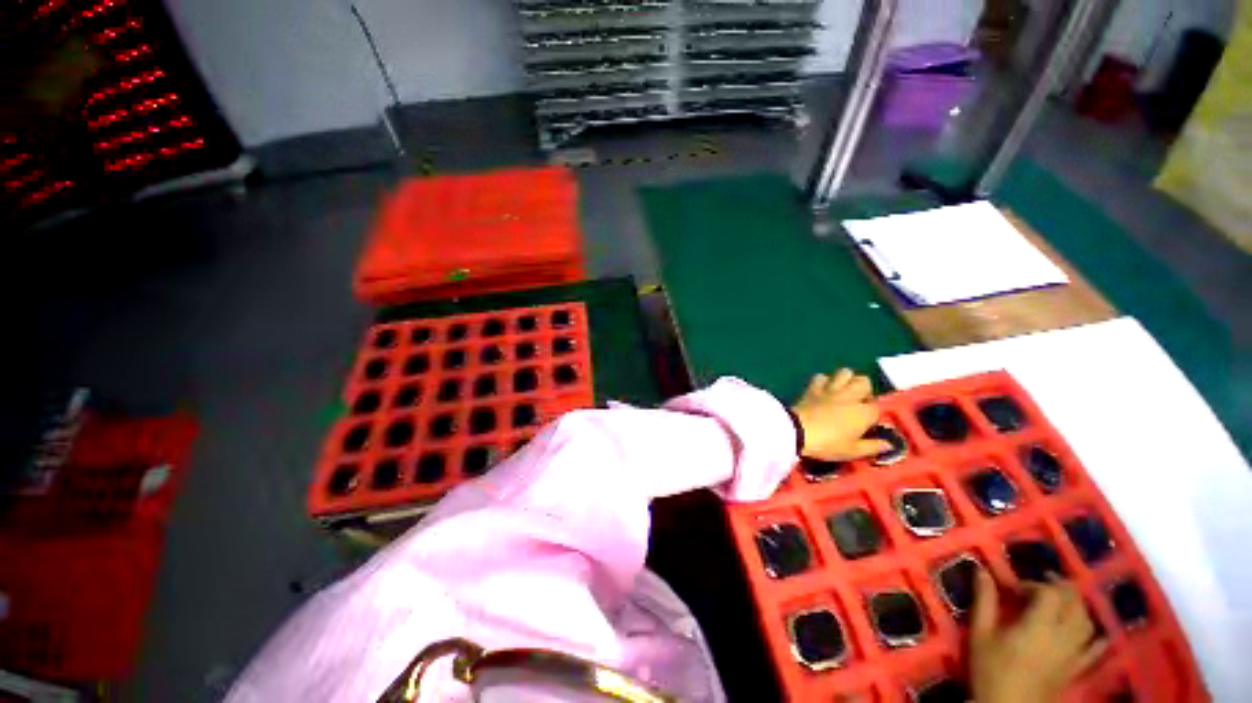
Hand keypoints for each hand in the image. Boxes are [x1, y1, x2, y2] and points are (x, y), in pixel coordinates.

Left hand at [791, 369, 889, 460]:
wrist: (798, 431)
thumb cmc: (828, 444)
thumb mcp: (852, 451)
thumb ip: (872, 447)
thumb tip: (889, 444)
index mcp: (863, 413)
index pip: (877, 407)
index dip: (873, 414)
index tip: (867, 422)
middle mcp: (850, 397)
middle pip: (864, 381)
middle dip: (863, 389)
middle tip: (857, 401)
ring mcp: (831, 389)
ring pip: (845, 372)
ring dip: (845, 379)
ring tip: (842, 391)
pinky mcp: (813, 388)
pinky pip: (821, 377)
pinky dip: (823, 381)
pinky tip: (822, 390)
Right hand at [970, 570, 1106, 702]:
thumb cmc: (991, 669)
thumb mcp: (980, 634)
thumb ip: (984, 601)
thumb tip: (982, 571)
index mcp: (1039, 626)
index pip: (1049, 593)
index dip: (1032, 584)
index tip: (1012, 589)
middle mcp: (1063, 635)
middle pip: (1074, 602)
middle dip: (1057, 588)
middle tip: (1037, 586)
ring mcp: (1075, 653)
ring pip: (1087, 620)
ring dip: (1074, 605)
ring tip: (1057, 603)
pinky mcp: (1078, 667)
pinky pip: (1095, 646)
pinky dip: (1094, 633)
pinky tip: (1087, 629)